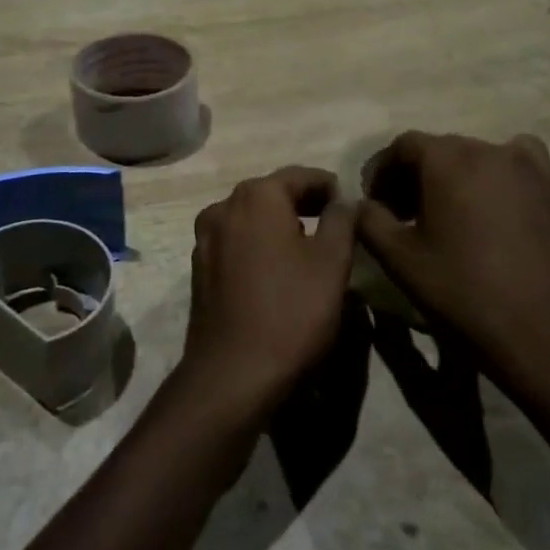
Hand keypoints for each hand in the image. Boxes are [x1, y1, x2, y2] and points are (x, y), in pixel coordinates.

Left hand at [176, 167, 356, 426]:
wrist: (232, 374)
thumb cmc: (291, 312)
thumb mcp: (332, 263)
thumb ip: (341, 220)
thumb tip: (344, 200)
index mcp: (257, 196)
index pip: (300, 175)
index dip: (329, 186)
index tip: (350, 202)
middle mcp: (224, 206)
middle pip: (271, 193)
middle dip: (303, 202)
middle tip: (334, 221)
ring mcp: (205, 237)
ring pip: (251, 218)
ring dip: (278, 223)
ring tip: (307, 244)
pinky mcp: (199, 267)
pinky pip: (236, 241)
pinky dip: (258, 244)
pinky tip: (276, 269)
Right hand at [355, 132, 549, 385]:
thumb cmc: (467, 295)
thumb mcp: (400, 261)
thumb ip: (370, 222)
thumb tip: (362, 205)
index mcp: (451, 160)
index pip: (405, 145)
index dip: (384, 170)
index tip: (377, 202)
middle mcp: (498, 152)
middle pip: (450, 150)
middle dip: (424, 176)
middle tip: (413, 214)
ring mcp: (544, 175)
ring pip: (500, 158)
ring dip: (476, 177)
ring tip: (470, 213)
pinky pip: (537, 186)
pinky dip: (519, 198)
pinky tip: (516, 232)